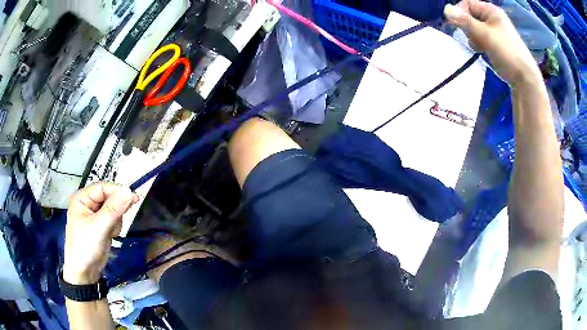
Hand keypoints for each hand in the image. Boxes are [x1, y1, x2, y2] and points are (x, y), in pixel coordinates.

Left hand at [63, 183, 138, 284]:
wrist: (84, 273)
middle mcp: (87, 203)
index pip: (103, 187)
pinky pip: (112, 219)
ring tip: (110, 233)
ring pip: (113, 209)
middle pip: (108, 197)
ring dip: (115, 220)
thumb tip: (129, 190)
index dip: (117, 191)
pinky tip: (110, 235)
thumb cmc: (86, 248)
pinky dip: (114, 227)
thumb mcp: (99, 228)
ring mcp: (93, 215)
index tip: (134, 199)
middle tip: (118, 222)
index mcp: (82, 198)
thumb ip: (113, 209)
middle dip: (116, 210)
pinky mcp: (99, 226)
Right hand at [444, 0, 540, 83]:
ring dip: (472, 36)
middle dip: (467, 27)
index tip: (457, 25)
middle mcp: (492, 18)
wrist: (524, 78)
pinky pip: (479, 37)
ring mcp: (494, 31)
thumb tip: (445, 9)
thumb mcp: (485, 35)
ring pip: (474, 28)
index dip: (460, 12)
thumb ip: (465, 22)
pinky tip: (481, 50)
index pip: (468, 3)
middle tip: (472, 38)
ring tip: (478, 46)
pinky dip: (477, 43)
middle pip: (470, 15)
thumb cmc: (506, 52)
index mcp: (491, 11)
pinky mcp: (494, 43)